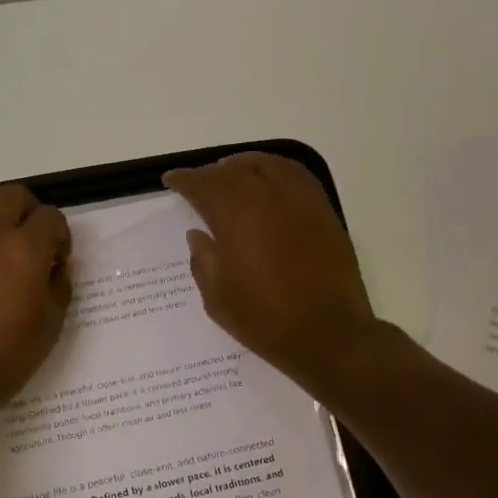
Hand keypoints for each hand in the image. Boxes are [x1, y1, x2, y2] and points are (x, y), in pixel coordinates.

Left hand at [0, 184, 72, 413]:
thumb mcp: (52, 323)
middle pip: (13, 194)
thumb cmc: (8, 354)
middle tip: (28, 237)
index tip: (57, 258)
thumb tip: (53, 267)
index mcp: (26, 248)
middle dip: (28, 210)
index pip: (51, 216)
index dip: (59, 235)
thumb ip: (58, 285)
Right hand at [163, 154, 382, 392]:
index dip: (184, 180)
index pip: (203, 185)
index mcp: (235, 216)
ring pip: (267, 165)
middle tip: (198, 182)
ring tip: (231, 172)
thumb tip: (198, 234)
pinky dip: (276, 169)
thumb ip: (203, 260)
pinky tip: (270, 181)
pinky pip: (296, 174)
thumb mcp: (217, 298)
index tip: (171, 180)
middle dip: (211, 173)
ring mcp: (299, 200)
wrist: (327, 333)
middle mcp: (267, 197)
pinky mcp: (323, 210)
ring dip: (243, 165)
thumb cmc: (264, 318)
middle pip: (233, 171)